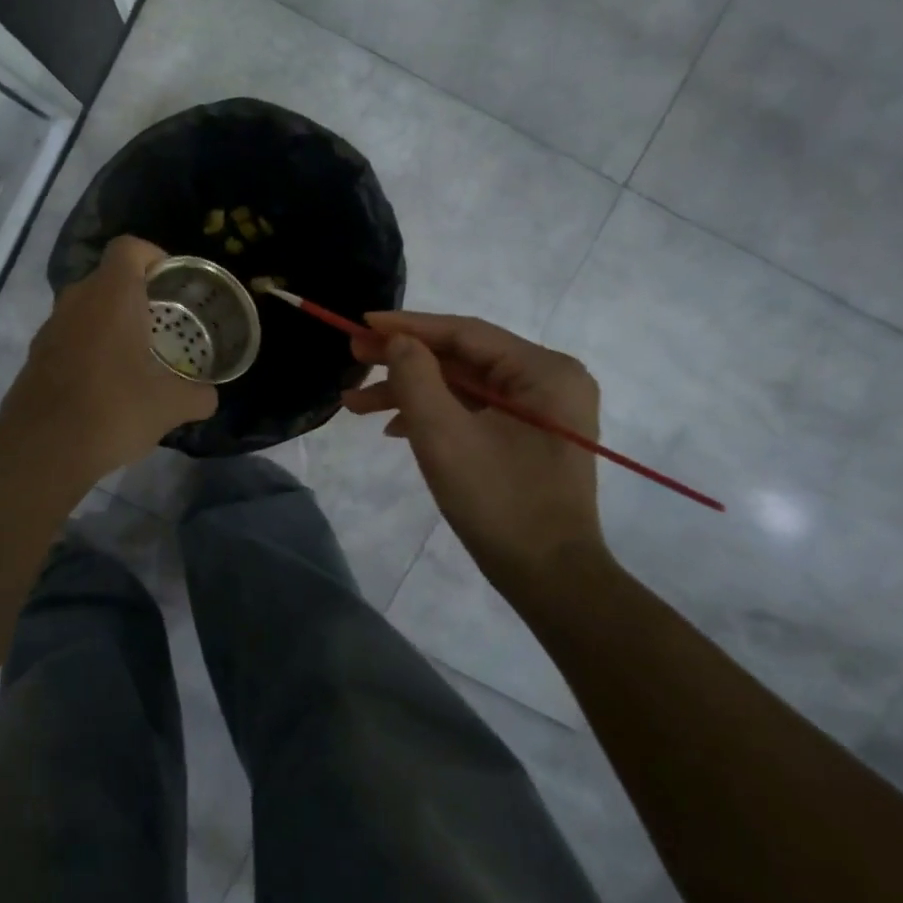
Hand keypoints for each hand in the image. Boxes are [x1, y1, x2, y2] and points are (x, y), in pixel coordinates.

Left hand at [0, 235, 217, 485]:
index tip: (172, 283)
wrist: (41, 450)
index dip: (153, 255)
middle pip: (108, 277)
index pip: (129, 248)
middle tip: (164, 322)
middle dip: (137, 293)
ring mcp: (51, 327)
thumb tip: (209, 396)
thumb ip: (198, 394)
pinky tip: (107, 382)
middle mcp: (77, 300)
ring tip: (138, 355)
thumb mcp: (170, 406)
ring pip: (87, 307)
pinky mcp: (36, 355)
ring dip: (111, 321)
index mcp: (111, 296)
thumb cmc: (112, 411)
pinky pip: (70, 334)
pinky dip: (90, 345)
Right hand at [344, 311, 605, 595]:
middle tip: (353, 357)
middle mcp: (549, 381)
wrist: (550, 580)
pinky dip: (434, 414)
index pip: (464, 334)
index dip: (407, 327)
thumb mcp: (444, 435)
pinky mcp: (530, 436)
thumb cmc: (499, 502)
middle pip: (462, 358)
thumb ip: (415, 377)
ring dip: (410, 392)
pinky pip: (474, 410)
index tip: (360, 323)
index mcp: (544, 371)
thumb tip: (397, 341)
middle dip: (403, 362)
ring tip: (355, 403)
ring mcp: (542, 410)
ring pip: (463, 386)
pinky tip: (394, 428)